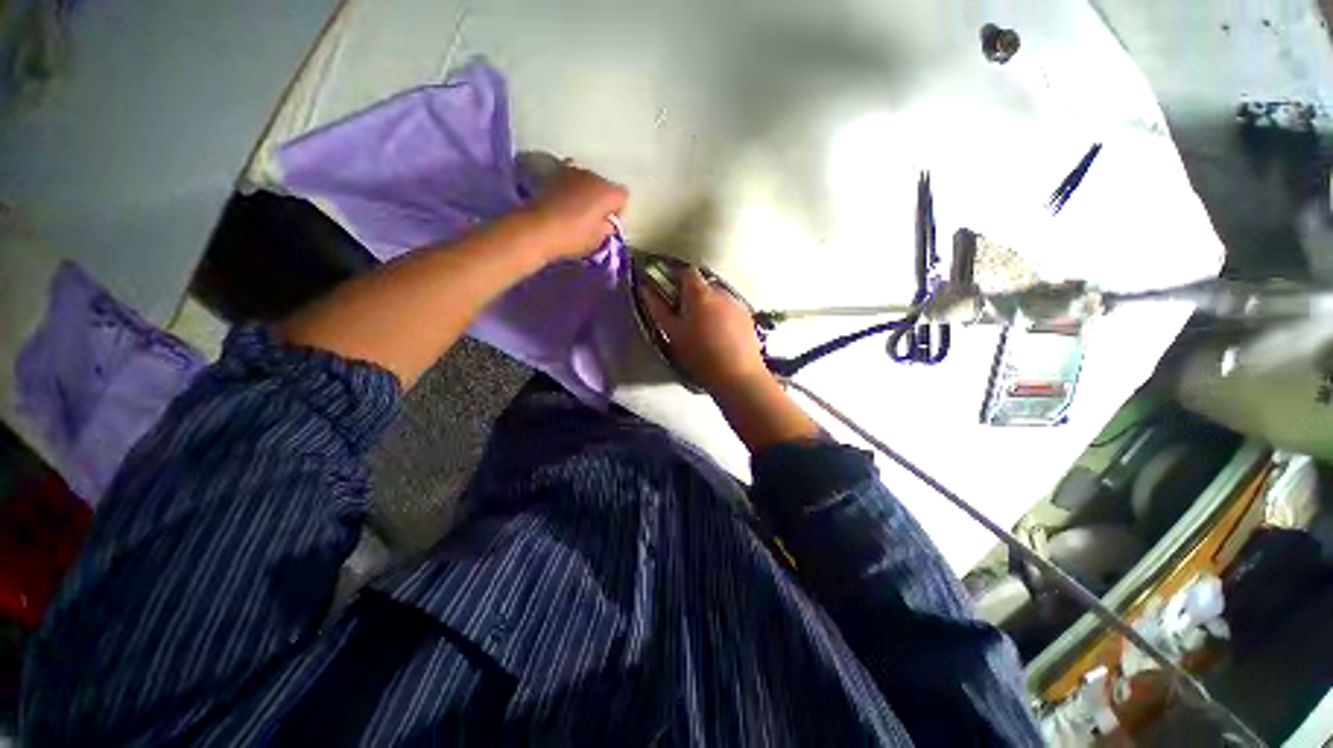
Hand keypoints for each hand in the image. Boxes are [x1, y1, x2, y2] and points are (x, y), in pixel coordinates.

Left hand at [525, 165, 627, 261]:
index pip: (623, 196)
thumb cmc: (573, 237)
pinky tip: (564, 202)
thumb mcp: (598, 240)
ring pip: (587, 180)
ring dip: (586, 192)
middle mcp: (593, 175)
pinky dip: (570, 188)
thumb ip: (607, 228)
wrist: (537, 229)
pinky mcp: (553, 173)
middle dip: (602, 199)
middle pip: (604, 185)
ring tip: (578, 209)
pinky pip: (569, 179)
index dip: (618, 210)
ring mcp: (572, 171)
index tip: (609, 223)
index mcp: (608, 192)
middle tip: (594, 218)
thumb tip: (606, 222)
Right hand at [641, 267, 770, 394]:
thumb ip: (657, 307)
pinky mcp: (748, 317)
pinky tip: (720, 336)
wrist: (737, 375)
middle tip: (685, 317)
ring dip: (709, 306)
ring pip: (718, 298)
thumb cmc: (700, 355)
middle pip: (703, 285)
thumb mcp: (673, 333)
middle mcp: (721, 292)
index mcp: (700, 293)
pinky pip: (730, 309)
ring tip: (704, 330)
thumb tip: (645, 288)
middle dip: (693, 296)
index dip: (676, 279)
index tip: (669, 293)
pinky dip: (723, 316)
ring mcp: (737, 304)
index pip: (686, 272)